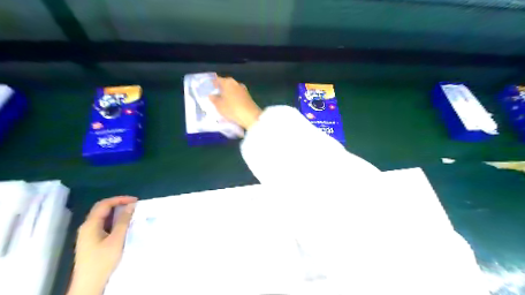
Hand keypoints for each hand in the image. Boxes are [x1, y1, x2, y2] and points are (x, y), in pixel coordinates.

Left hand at [67, 196, 135, 293]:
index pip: (104, 204)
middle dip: (118, 204)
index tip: (135, 201)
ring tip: (131, 213)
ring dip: (117, 212)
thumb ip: (123, 221)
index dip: (120, 199)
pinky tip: (123, 224)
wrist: (89, 284)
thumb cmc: (103, 260)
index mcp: (90, 225)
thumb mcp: (116, 239)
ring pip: (103, 217)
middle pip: (102, 209)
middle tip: (134, 205)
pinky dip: (114, 221)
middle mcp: (87, 227)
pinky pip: (103, 224)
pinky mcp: (92, 241)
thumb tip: (131, 205)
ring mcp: (88, 234)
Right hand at [208, 76, 259, 128]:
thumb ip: (213, 99)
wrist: (250, 116)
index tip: (209, 88)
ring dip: (227, 94)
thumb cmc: (232, 109)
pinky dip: (233, 98)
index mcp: (227, 82)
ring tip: (222, 101)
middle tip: (215, 95)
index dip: (212, 83)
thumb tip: (211, 95)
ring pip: (232, 90)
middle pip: (226, 84)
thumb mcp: (219, 105)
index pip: (217, 79)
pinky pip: (237, 95)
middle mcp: (236, 83)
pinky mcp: (248, 97)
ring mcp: (243, 89)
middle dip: (220, 89)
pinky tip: (231, 105)